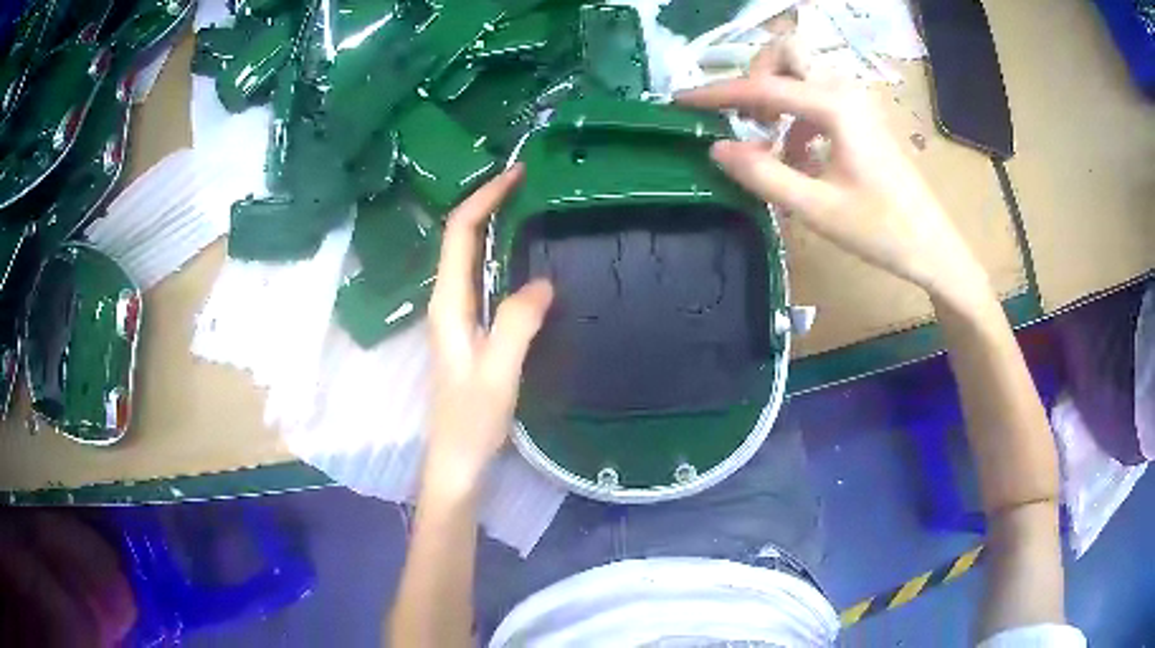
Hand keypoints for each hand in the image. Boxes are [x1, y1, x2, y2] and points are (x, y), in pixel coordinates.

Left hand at [424, 164, 553, 495]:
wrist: (457, 460)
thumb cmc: (472, 422)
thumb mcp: (498, 374)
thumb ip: (516, 325)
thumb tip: (543, 282)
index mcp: (448, 303)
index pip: (459, 232)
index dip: (484, 197)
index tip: (518, 174)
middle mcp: (446, 300)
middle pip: (461, 236)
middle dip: (489, 202)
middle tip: (531, 183)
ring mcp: (456, 314)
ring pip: (470, 255)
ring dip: (494, 224)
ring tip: (532, 206)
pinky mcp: (469, 328)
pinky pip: (482, 277)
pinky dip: (501, 253)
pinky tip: (526, 255)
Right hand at [676, 41, 990, 305]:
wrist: (932, 247)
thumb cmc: (882, 231)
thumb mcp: (817, 209)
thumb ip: (764, 175)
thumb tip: (717, 148)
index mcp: (835, 107)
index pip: (764, 87)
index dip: (717, 93)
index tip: (681, 101)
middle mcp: (845, 91)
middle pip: (787, 53)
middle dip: (756, 76)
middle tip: (748, 118)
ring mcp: (856, 102)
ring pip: (802, 72)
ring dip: (775, 95)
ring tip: (768, 140)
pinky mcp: (861, 117)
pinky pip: (816, 96)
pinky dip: (795, 116)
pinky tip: (797, 156)